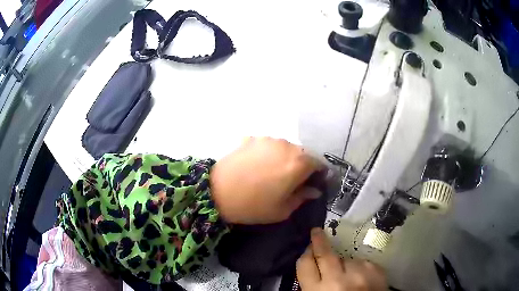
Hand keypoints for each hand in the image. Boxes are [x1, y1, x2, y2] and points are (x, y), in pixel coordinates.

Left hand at [209, 137, 323, 223]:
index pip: (319, 164)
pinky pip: (268, 145)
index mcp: (299, 163)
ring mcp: (268, 139)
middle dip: (302, 166)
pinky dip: (268, 154)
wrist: (216, 192)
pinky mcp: (252, 138)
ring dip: (285, 158)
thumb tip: (314, 190)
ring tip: (272, 172)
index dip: (319, 175)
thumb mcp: (282, 210)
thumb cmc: (253, 206)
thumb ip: (302, 197)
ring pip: (285, 148)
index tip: (313, 184)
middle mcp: (287, 145)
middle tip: (292, 181)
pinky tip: (258, 165)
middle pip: (303, 154)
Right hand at [297, 228, 386, 290]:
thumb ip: (313, 286)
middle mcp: (337, 281)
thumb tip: (313, 267)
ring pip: (347, 258)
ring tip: (350, 276)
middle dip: (319, 240)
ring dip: (345, 264)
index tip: (308, 248)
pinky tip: (362, 278)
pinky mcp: (376, 270)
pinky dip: (360, 268)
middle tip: (317, 232)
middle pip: (325, 253)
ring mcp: (359, 274)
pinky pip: (363, 262)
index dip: (305, 254)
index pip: (305, 265)